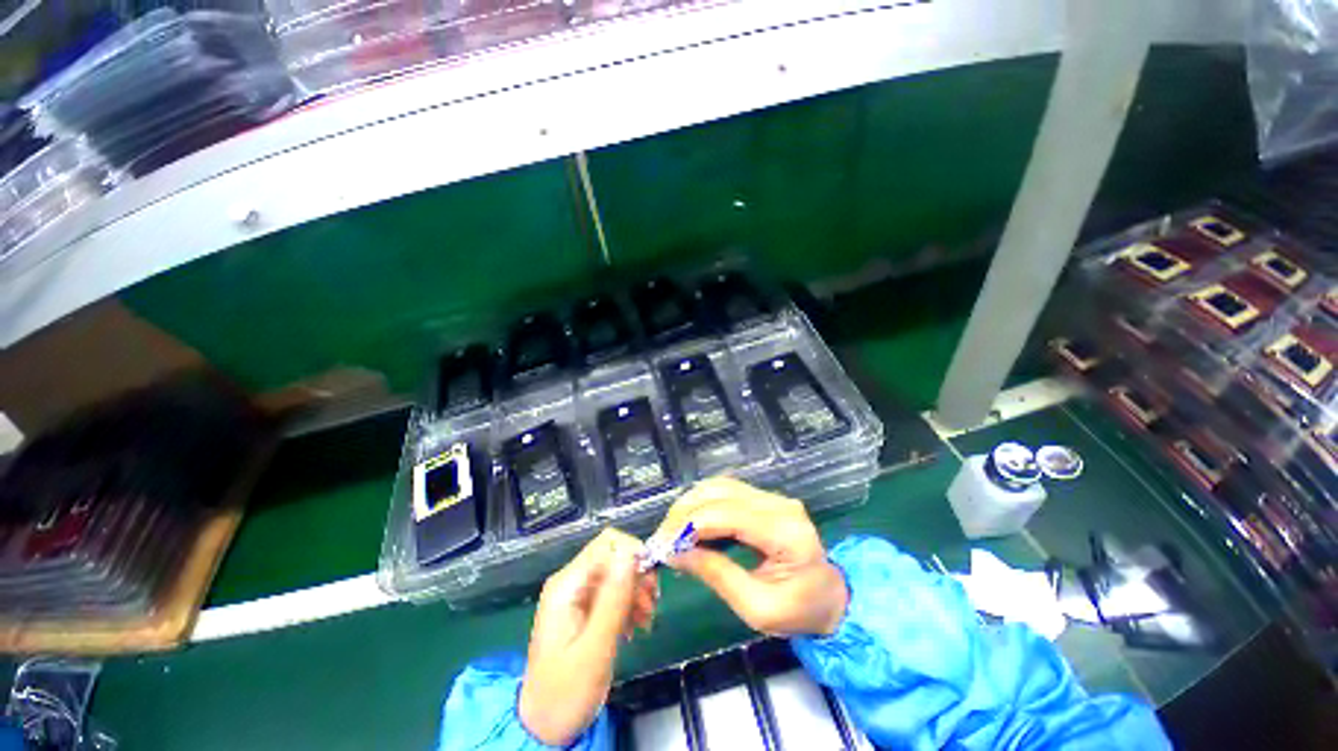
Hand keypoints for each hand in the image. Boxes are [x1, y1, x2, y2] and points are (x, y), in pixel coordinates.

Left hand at [519, 528, 658, 745]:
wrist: (545, 727)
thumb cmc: (566, 692)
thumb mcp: (594, 649)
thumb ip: (613, 600)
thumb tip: (632, 554)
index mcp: (567, 584)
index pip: (608, 543)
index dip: (634, 554)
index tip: (652, 583)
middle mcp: (572, 581)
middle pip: (615, 556)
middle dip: (638, 576)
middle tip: (652, 606)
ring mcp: (578, 594)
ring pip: (618, 573)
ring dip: (637, 592)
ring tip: (646, 622)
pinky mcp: (585, 608)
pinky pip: (615, 592)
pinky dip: (630, 604)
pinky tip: (636, 627)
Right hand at [655, 477, 847, 636]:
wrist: (832, 596)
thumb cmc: (800, 610)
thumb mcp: (757, 608)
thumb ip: (715, 574)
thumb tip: (674, 553)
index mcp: (783, 532)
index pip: (724, 515)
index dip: (687, 526)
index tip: (662, 546)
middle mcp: (778, 504)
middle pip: (718, 493)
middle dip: (683, 513)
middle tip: (662, 539)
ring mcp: (772, 497)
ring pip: (719, 485)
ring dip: (690, 504)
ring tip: (673, 531)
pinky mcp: (765, 498)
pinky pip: (726, 490)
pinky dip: (702, 502)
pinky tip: (691, 521)